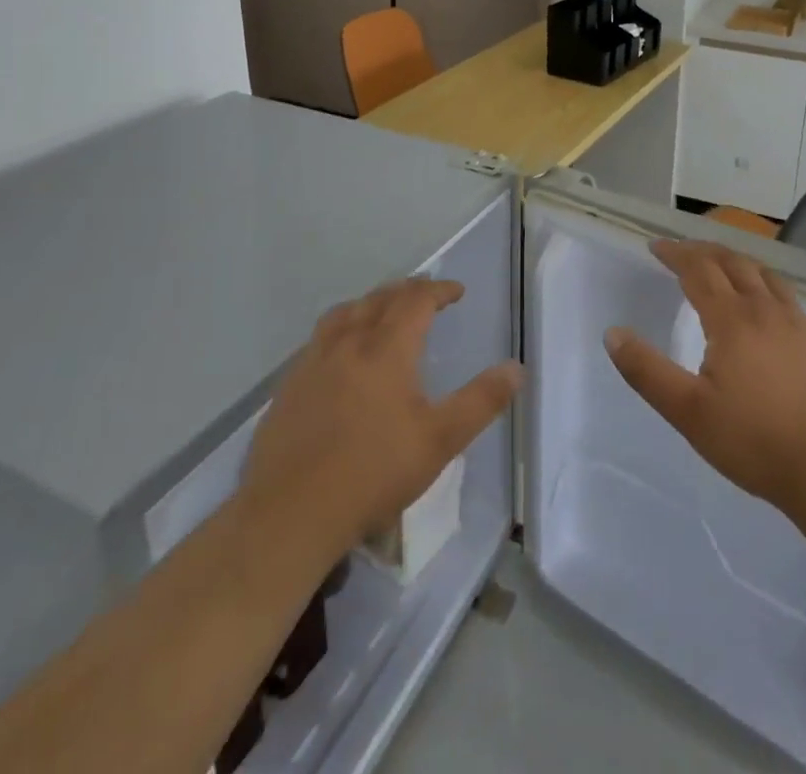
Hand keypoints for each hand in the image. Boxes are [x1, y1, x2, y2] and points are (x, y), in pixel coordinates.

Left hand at [240, 279, 522, 559]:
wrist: (289, 514)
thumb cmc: (372, 474)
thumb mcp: (440, 441)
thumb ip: (481, 401)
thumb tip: (516, 368)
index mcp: (386, 349)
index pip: (416, 300)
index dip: (439, 290)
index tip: (457, 291)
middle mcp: (348, 343)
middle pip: (380, 299)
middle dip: (407, 291)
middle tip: (426, 295)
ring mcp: (312, 362)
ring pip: (344, 312)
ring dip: (370, 303)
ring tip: (383, 312)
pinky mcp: (289, 385)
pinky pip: (319, 338)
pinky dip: (341, 329)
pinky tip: (342, 355)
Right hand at [605, 240, 805, 518]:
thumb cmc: (755, 440)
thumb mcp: (689, 412)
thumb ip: (647, 371)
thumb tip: (613, 334)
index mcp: (731, 319)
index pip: (698, 270)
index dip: (675, 254)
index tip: (656, 246)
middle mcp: (764, 309)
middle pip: (732, 262)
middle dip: (702, 250)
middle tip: (681, 250)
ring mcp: (796, 322)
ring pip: (762, 273)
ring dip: (735, 259)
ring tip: (720, 264)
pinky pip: (783, 292)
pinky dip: (762, 280)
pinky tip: (763, 300)